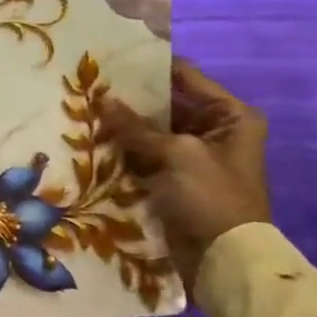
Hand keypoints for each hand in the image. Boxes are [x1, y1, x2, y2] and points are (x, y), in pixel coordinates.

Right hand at [101, 61, 269, 289]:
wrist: (224, 259)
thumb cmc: (211, 196)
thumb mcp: (176, 154)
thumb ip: (137, 127)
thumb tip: (102, 100)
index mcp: (231, 116)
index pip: (186, 77)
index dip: (151, 66)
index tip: (113, 57)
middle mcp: (214, 130)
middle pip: (166, 103)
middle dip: (130, 98)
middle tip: (90, 84)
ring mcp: (193, 155)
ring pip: (150, 130)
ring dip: (122, 124)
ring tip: (84, 107)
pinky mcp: (173, 178)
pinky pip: (144, 154)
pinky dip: (123, 148)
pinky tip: (93, 138)